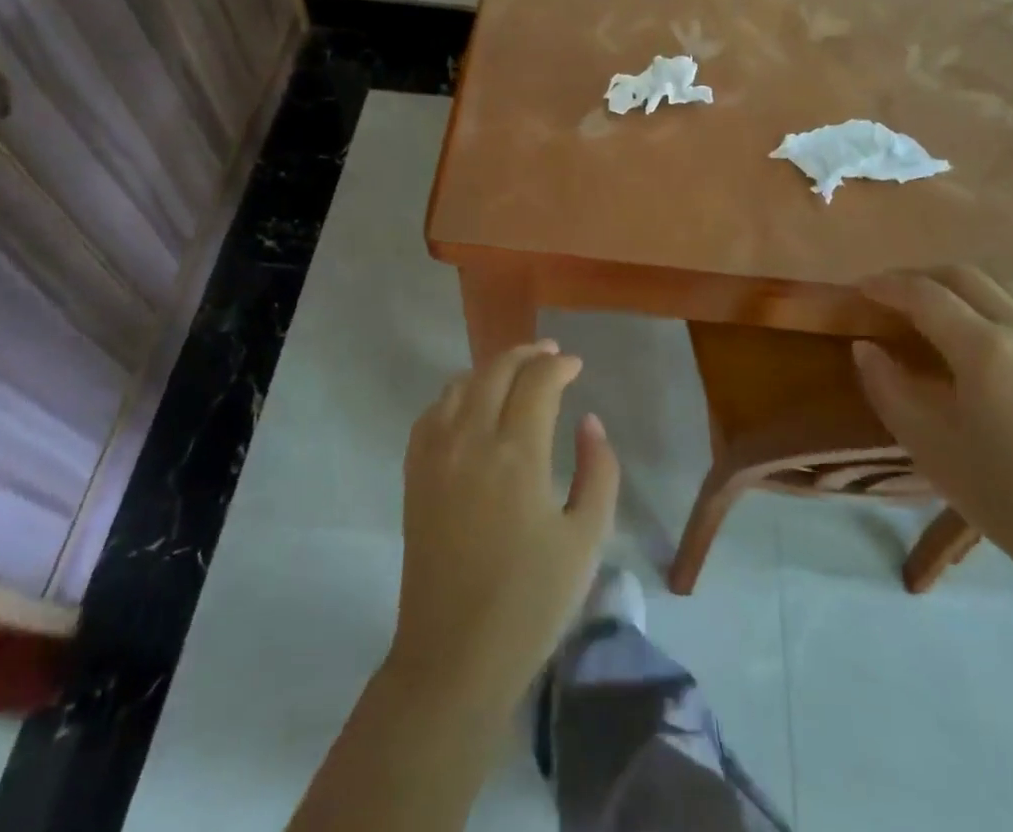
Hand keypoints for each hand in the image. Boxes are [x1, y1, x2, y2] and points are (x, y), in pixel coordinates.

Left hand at [387, 341, 619, 715]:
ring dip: (491, 368)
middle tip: (549, 355)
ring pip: (460, 384)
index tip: (575, 366)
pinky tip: (470, 403)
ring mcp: (436, 455)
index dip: (558, 365)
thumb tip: (589, 421)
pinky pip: (431, 412)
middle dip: (526, 354)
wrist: (454, 658)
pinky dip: (455, 393)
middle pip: (496, 371)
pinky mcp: (414, 475)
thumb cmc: (530, 603)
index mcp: (517, 455)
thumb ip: (598, 470)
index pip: (537, 381)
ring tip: (514, 373)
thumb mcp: (586, 539)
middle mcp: (471, 441)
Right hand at [853, 267, 1012, 592]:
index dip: (887, 285)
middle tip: (893, 293)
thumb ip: (888, 388)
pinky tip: (986, 342)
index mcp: (984, 348)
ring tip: (937, 309)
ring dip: (961, 286)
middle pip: (965, 275)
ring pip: (1003, 287)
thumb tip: (866, 348)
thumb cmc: (1010, 498)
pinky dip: (994, 306)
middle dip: (922, 276)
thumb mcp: (930, 447)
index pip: (924, 294)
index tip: (861, 289)